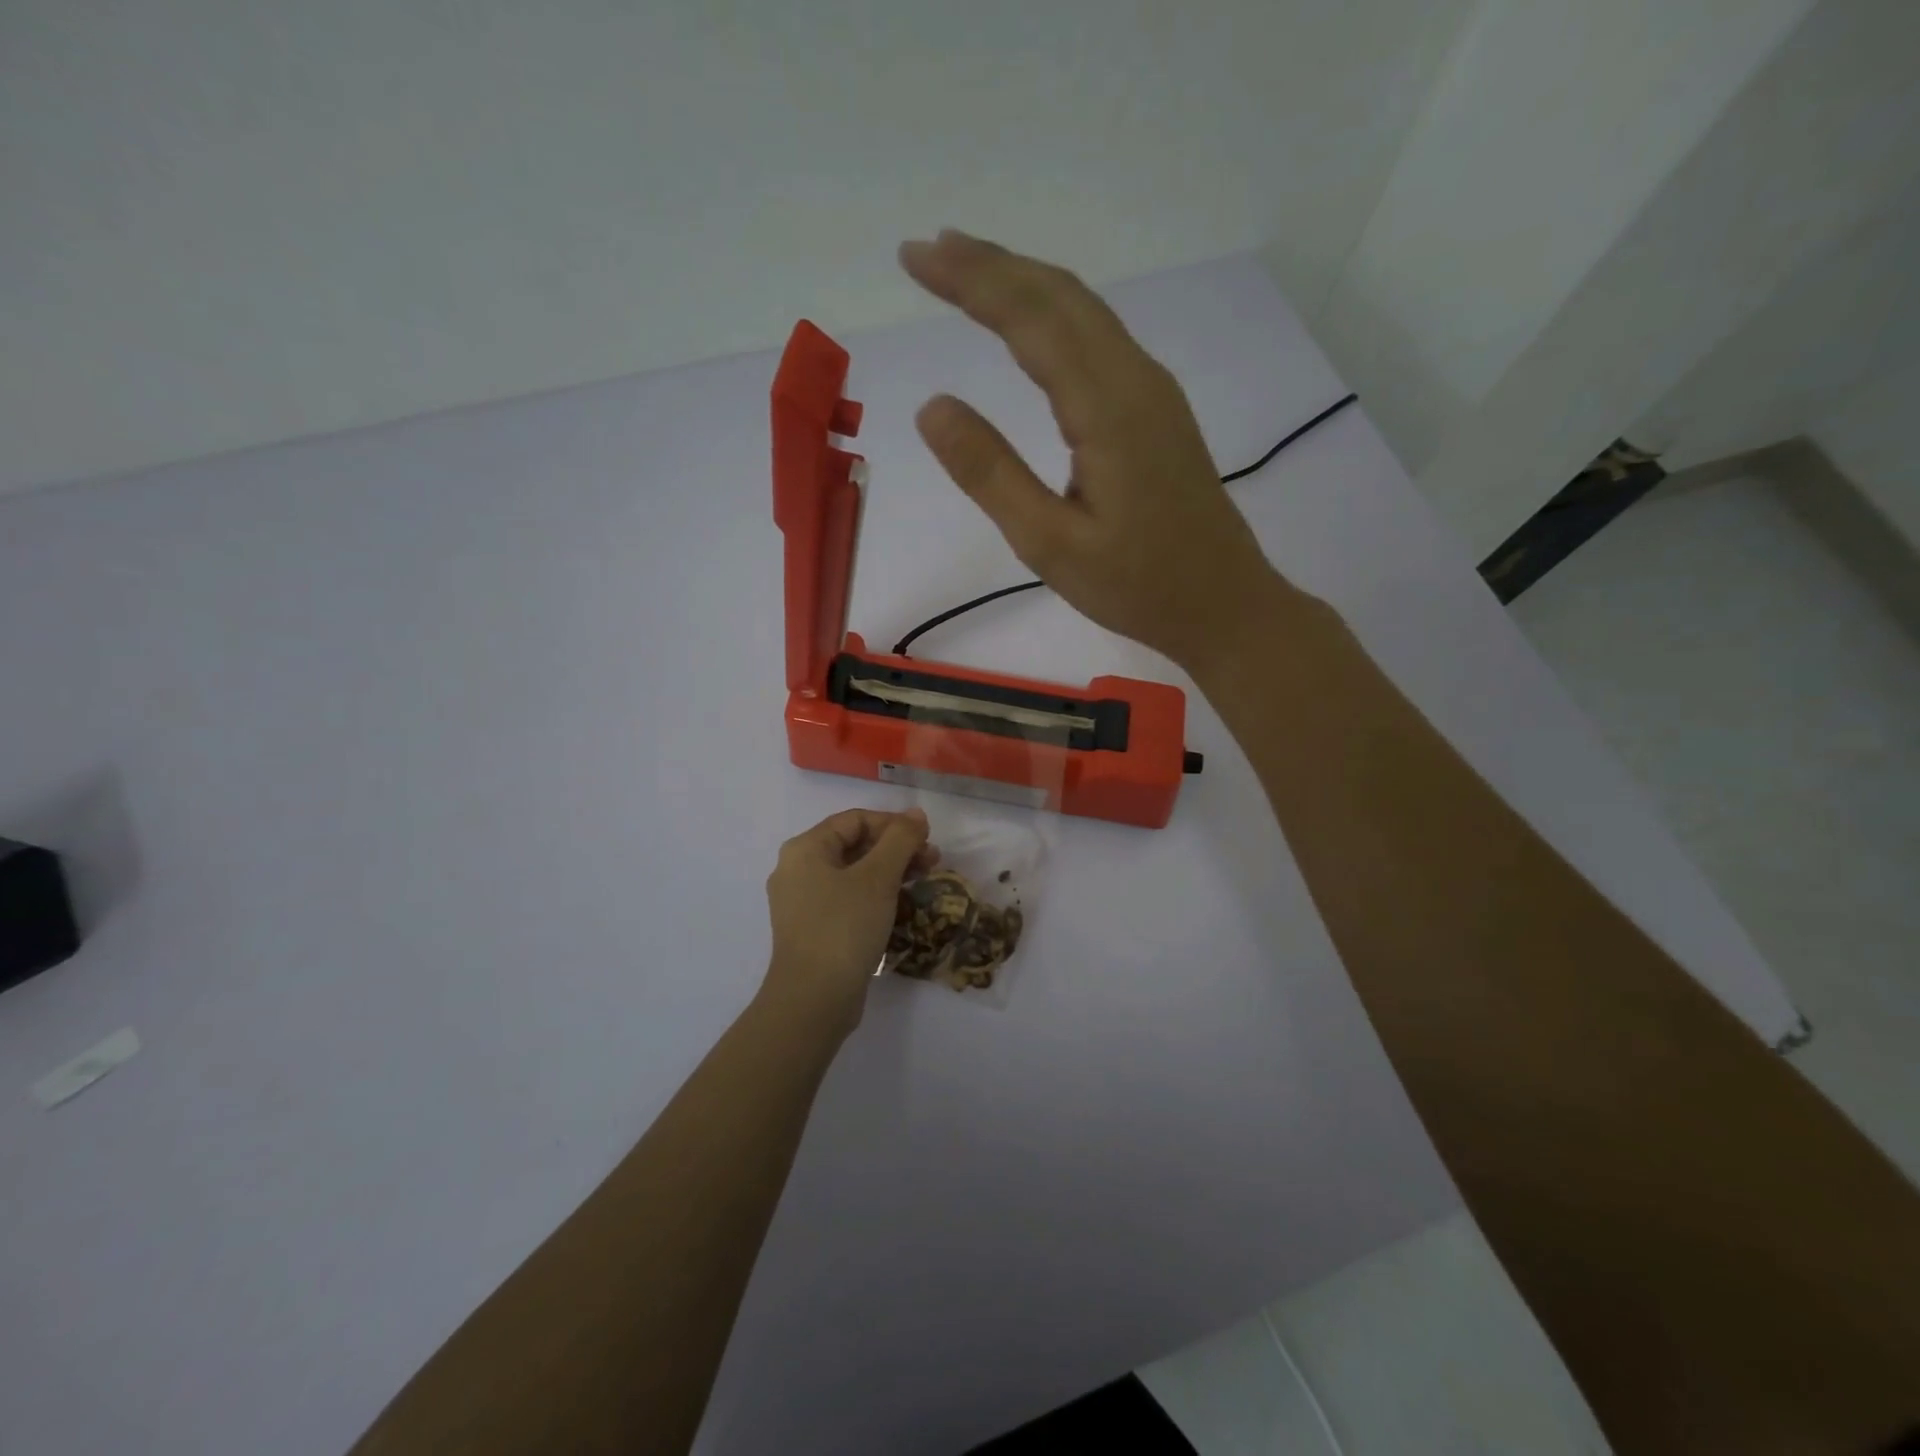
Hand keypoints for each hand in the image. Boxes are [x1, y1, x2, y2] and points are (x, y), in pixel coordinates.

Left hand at [762, 808, 935, 1037]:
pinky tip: (901, 908)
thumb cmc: (844, 927)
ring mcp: (803, 903)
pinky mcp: (813, 930)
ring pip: (853, 874)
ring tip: (923, 883)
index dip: (894, 824)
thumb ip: (900, 840)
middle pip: (854, 845)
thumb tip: (916, 814)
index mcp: (805, 849)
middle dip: (896, 849)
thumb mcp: (878, 877)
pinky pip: (848, 900)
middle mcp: (797, 870)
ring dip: (890, 873)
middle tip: (932, 861)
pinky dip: (875, 897)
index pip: (855, 820)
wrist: (813, 1000)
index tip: (927, 838)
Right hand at [898, 230, 1286, 671]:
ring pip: (1085, 311)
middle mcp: (1135, 380)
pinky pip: (1100, 338)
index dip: (970, 281)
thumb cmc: (1137, 586)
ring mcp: (1153, 392)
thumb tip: (932, 406)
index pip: (1031, 318)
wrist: (1224, 604)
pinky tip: (1033, 326)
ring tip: (969, 272)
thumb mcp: (1050, 544)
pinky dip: (1054, 314)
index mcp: (1107, 408)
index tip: (914, 256)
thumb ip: (992, 474)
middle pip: (1060, 297)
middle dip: (992, 266)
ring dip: (1024, 283)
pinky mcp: (1158, 411)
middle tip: (929, 250)